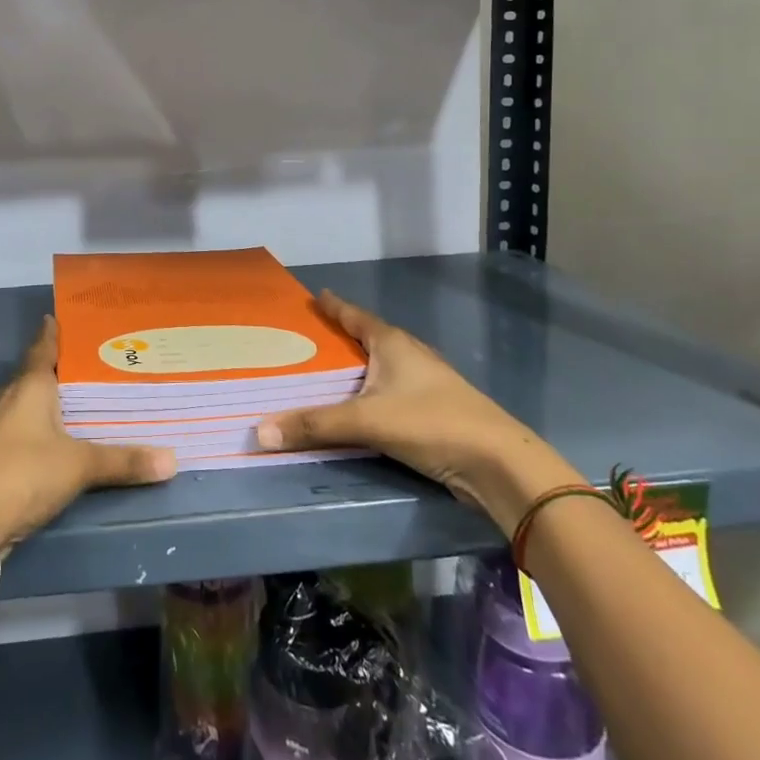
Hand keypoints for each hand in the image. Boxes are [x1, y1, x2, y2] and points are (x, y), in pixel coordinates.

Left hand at [0, 315, 176, 551]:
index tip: (70, 320)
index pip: (43, 346)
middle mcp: (9, 396)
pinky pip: (19, 426)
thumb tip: (172, 461)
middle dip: (60, 368)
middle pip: (35, 373)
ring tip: (80, 400)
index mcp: (29, 385)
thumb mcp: (80, 465)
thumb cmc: (25, 473)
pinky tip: (56, 438)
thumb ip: (124, 461)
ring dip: (48, 399)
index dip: (55, 332)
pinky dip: (38, 425)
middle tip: (94, 363)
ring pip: (25, 401)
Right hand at [255, 291, 579, 534]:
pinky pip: (391, 392)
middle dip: (342, 337)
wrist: (499, 464)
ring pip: (382, 366)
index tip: (316, 296)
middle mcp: (410, 355)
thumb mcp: (366, 421)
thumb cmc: (431, 423)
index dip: (334, 306)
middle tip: (308, 339)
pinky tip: (360, 407)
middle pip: (369, 338)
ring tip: (328, 373)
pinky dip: (371, 393)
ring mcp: (427, 383)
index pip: (355, 315)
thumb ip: (314, 425)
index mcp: (393, 343)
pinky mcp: (435, 410)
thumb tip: (260, 430)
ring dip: (358, 368)